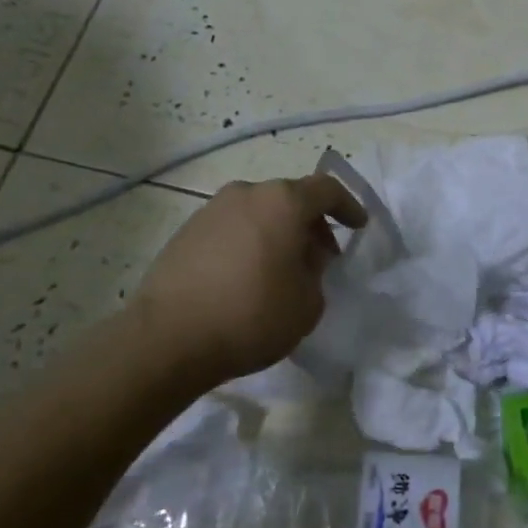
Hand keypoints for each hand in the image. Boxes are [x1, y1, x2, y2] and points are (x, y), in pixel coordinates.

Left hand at [129, 175, 367, 385]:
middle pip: (290, 198)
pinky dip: (249, 243)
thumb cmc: (251, 316)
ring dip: (277, 234)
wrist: (168, 339)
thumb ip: (316, 273)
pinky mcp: (186, 232)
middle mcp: (246, 193)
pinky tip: (247, 278)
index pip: (326, 189)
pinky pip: (232, 229)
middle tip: (321, 258)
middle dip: (311, 224)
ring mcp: (211, 210)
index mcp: (282, 202)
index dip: (348, 206)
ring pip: (258, 213)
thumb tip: (302, 260)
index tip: (359, 226)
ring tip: (282, 271)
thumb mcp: (308, 303)